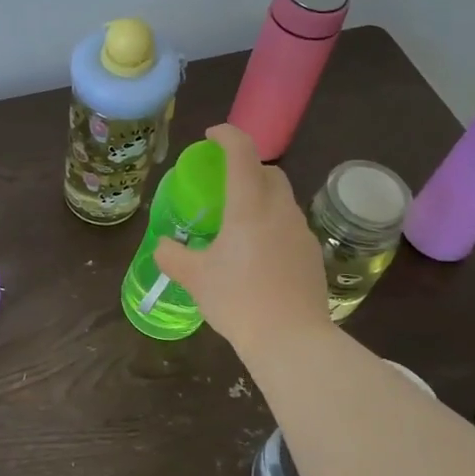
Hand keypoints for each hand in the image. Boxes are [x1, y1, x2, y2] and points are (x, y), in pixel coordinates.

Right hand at [152, 124, 330, 351]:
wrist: (291, 339)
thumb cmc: (238, 300)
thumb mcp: (194, 278)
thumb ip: (173, 256)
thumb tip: (163, 245)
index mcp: (249, 206)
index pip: (243, 153)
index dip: (227, 136)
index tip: (211, 137)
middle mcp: (279, 210)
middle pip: (269, 172)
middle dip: (248, 168)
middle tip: (224, 185)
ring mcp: (301, 232)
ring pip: (282, 200)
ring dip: (262, 199)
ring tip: (239, 225)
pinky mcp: (312, 255)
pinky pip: (290, 227)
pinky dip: (273, 226)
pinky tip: (259, 255)